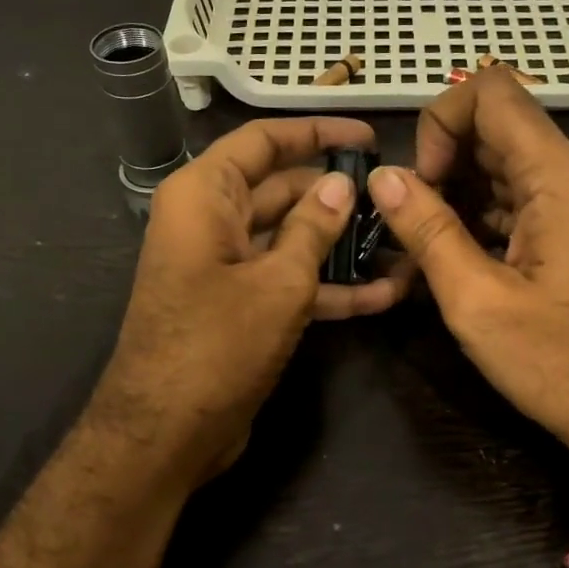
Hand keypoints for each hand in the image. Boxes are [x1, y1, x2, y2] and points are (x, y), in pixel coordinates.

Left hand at [94, 117, 410, 487]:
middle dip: (337, 196)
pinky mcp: (239, 308)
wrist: (165, 434)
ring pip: (290, 240)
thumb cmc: (217, 345)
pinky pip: (287, 282)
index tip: (368, 138)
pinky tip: (383, 295)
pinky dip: (328, 288)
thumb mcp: (277, 282)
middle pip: (281, 190)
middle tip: (397, 198)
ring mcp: (225, 268)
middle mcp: (210, 222)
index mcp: (204, 195)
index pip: (264, 142)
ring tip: (402, 245)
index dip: (316, 133)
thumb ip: (314, 228)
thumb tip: (341, 185)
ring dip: (341, 247)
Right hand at [367, 68, 568, 481]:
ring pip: (503, 167)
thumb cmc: (562, 364)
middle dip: (441, 165)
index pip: (490, 90)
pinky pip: (519, 203)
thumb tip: (383, 178)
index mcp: (557, 178)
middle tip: (413, 227)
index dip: (440, 123)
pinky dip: (479, 219)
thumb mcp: (478, 302)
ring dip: (456, 196)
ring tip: (424, 252)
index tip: (422, 185)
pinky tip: (453, 264)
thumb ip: (427, 231)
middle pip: (494, 127)